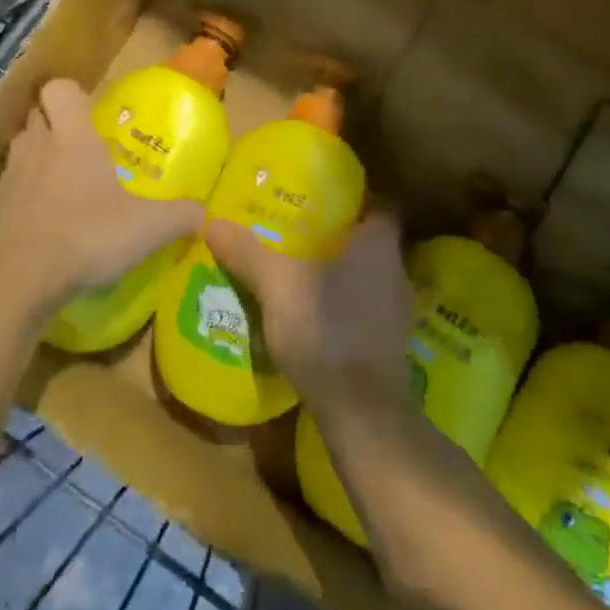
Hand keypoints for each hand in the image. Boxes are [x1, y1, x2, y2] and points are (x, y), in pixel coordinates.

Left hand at [0, 79, 205, 316]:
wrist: (14, 280)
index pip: (60, 88)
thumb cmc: (86, 235)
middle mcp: (36, 147)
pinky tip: (43, 225)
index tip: (90, 113)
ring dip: (37, 160)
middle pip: (36, 115)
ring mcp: (8, 178)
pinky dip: (23, 199)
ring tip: (62, 186)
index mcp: (73, 137)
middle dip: (55, 124)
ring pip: (20, 151)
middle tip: (81, 147)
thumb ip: (179, 216)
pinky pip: (8, 191)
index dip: (73, 95)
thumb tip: (204, 213)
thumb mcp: (148, 228)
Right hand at [204, 211, 412, 407]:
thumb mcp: (277, 286)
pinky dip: (344, 305)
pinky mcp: (390, 344)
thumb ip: (248, 252)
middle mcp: (397, 272)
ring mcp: (397, 312)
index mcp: (380, 245)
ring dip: (342, 272)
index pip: (381, 205)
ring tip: (302, 270)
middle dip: (340, 235)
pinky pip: (366, 308)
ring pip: (368, 276)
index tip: (324, 197)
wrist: (362, 412)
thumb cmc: (326, 330)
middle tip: (301, 231)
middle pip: (371, 241)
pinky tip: (315, 314)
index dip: (356, 198)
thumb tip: (212, 222)